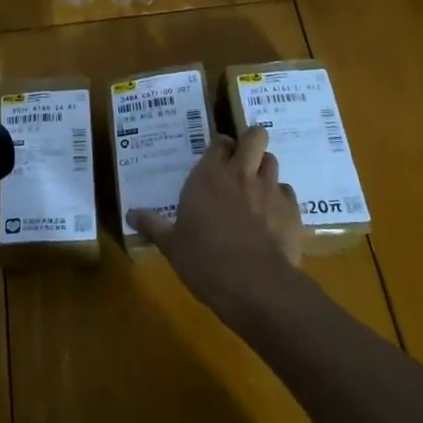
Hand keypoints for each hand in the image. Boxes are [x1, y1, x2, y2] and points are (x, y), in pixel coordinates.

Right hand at [128, 128, 302, 318]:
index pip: (218, 143)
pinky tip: (272, 216)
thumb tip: (130, 215)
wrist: (255, 284)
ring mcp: (270, 190)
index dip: (219, 145)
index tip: (215, 155)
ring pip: (273, 162)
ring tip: (256, 185)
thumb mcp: (171, 245)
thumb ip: (153, 225)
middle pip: (255, 137)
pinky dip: (280, 199)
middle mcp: (241, 175)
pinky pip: (288, 193)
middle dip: (251, 140)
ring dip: (264, 168)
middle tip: (242, 156)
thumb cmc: (204, 260)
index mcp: (208, 176)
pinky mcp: (293, 211)